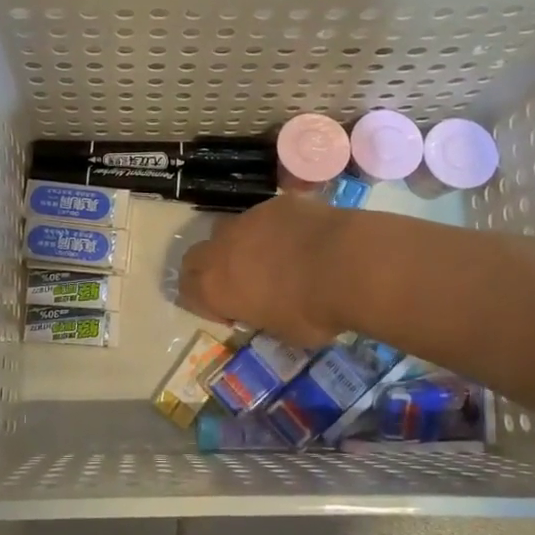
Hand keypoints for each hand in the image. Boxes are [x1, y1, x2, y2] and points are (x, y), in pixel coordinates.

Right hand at [178, 194, 347, 347]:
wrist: (347, 264)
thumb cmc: (312, 312)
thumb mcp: (281, 332)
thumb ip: (261, 316)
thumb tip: (264, 309)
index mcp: (214, 287)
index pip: (187, 292)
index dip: (205, 304)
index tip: (231, 314)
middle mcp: (221, 248)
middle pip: (195, 256)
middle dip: (210, 270)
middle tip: (239, 284)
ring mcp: (248, 219)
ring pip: (229, 230)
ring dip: (240, 245)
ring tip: (272, 259)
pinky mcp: (276, 202)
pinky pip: (265, 216)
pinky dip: (274, 229)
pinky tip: (301, 240)